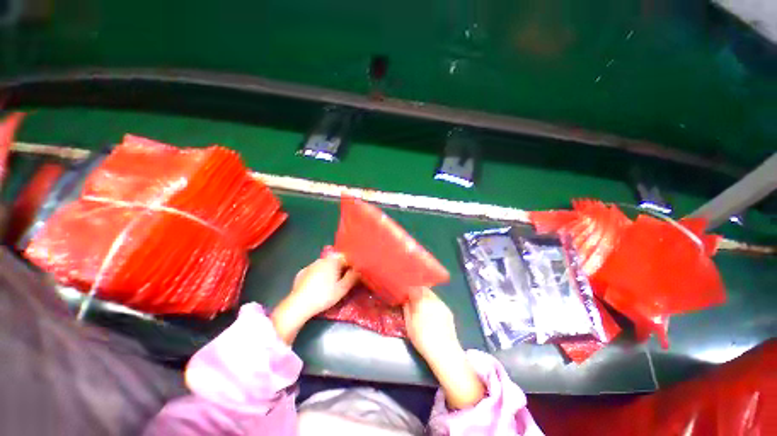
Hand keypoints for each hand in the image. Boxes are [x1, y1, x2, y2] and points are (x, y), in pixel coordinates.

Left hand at [272, 252, 358, 344]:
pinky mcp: (301, 273)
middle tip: (342, 281)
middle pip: (335, 261)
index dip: (351, 266)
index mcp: (333, 260)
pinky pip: (314, 271)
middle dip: (340, 268)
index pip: (346, 258)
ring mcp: (310, 265)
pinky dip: (318, 276)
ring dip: (329, 271)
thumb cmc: (324, 295)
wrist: (299, 304)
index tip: (353, 275)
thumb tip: (358, 270)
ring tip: (330, 285)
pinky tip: (317, 286)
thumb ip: (352, 277)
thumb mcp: (343, 288)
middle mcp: (321, 259)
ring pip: (324, 265)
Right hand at [403, 288, 458, 361]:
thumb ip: (407, 308)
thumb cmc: (422, 338)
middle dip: (417, 292)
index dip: (408, 290)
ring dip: (425, 296)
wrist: (444, 351)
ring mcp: (442, 304)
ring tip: (420, 305)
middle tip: (411, 299)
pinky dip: (432, 303)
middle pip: (423, 289)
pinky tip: (430, 312)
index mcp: (421, 300)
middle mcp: (432, 298)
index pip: (413, 288)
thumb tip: (406, 300)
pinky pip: (437, 301)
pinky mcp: (448, 310)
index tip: (404, 294)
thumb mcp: (409, 324)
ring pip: (431, 294)